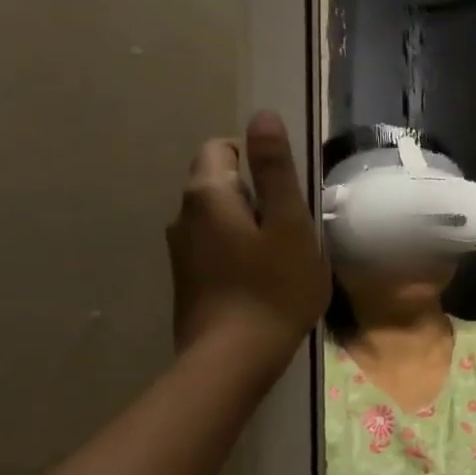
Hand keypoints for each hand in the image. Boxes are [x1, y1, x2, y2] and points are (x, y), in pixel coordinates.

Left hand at [167, 111, 330, 378]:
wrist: (234, 359)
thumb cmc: (273, 287)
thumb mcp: (289, 224)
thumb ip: (276, 169)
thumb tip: (262, 115)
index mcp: (207, 194)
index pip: (223, 148)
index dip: (259, 161)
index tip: (289, 194)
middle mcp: (183, 215)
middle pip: (221, 182)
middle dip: (258, 194)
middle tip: (294, 228)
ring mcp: (181, 249)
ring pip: (220, 216)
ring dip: (250, 224)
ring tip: (283, 256)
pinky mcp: (187, 278)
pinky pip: (216, 245)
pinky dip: (239, 250)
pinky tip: (263, 279)